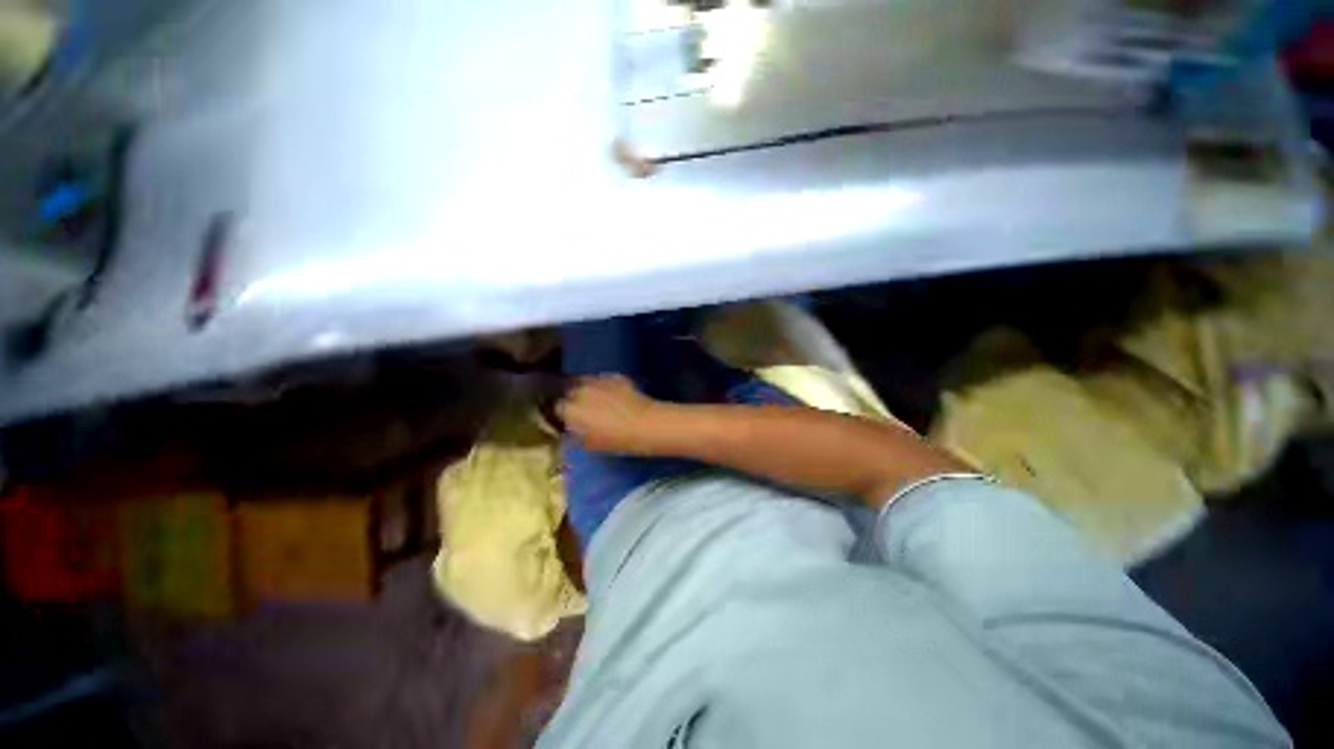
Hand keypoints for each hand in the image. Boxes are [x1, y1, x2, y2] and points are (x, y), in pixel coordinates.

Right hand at [557, 375, 665, 453]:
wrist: (644, 424)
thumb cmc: (615, 440)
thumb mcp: (587, 444)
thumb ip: (572, 433)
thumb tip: (568, 427)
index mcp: (569, 409)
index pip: (554, 406)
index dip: (559, 412)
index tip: (563, 417)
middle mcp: (579, 390)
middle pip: (566, 389)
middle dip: (569, 396)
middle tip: (577, 407)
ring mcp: (597, 380)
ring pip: (582, 381)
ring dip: (583, 389)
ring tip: (592, 399)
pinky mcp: (613, 376)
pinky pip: (601, 380)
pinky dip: (601, 386)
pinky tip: (609, 395)